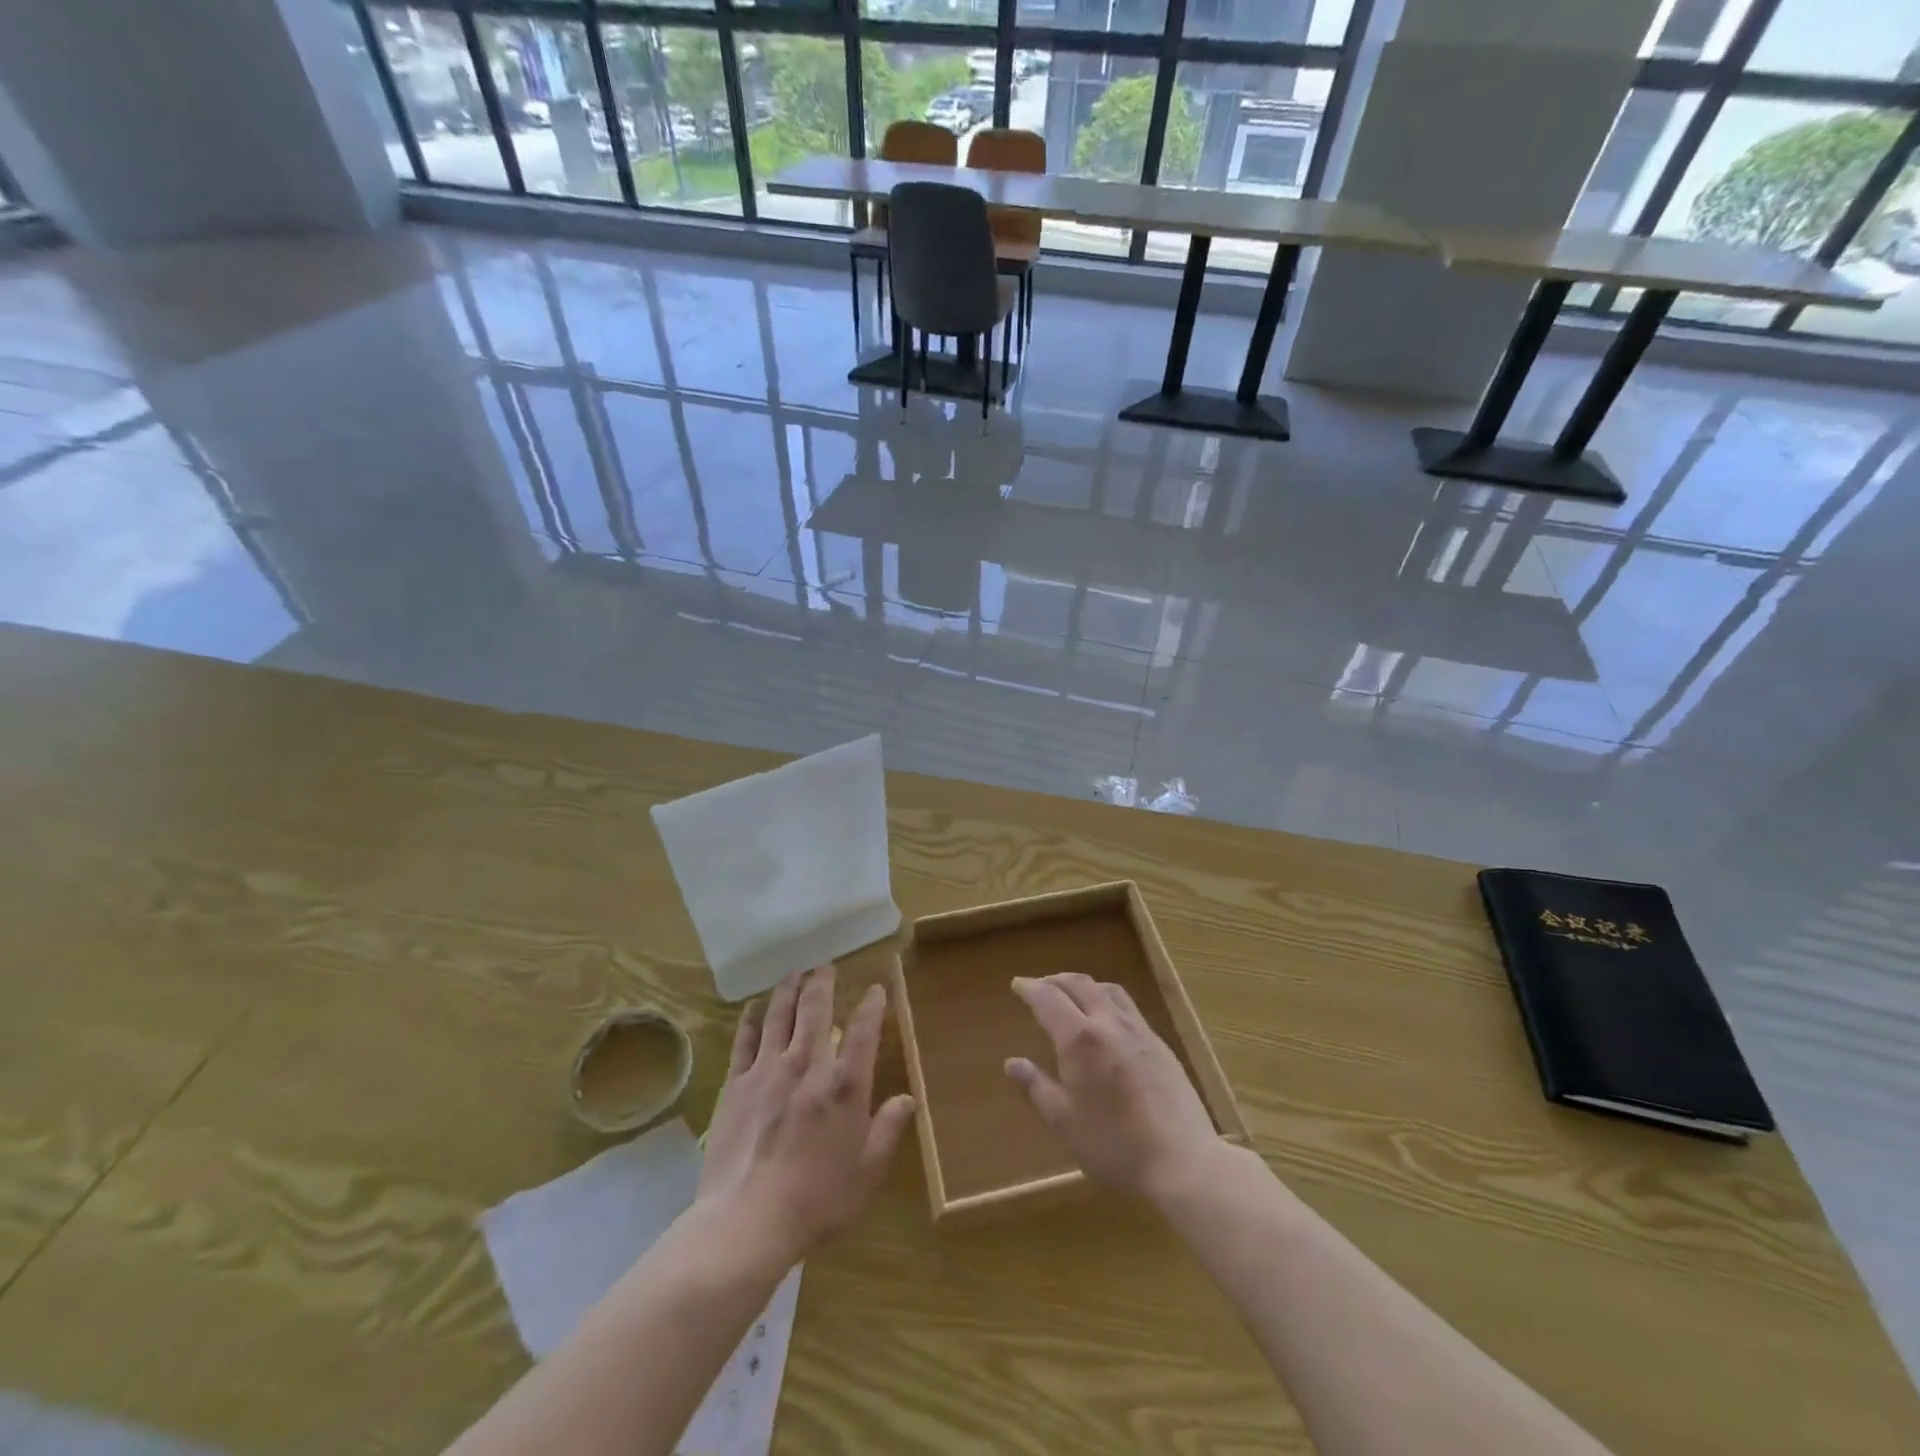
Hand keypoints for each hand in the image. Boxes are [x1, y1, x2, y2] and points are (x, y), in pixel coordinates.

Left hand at [696, 964, 916, 1267]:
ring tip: (794, 972)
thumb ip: (888, 1130)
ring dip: (788, 990)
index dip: (871, 1006)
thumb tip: (908, 1098)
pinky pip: (745, 1041)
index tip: (876, 988)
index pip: (862, 1031)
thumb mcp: (867, 1173)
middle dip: (823, 984)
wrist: (747, 1221)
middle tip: (825, 967)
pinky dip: (750, 1019)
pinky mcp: (737, 1085)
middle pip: (816, 1010)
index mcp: (845, 1086)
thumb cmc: (816, 1201)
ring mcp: (768, 1071)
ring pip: (779, 1016)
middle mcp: (808, 1066)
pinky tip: (753, 1007)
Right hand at [1004, 973, 1221, 1201]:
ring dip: (1084, 985)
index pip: (1049, 999)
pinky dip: (1108, 999)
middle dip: (1055, 980)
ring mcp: (1139, 1031)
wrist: (1182, 1160)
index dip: (1030, 988)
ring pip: (1108, 990)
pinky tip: (1109, 1020)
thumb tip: (1013, 1063)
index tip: (1017, 984)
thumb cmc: (1115, 1145)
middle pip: (1079, 985)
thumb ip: (1036, 1087)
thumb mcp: (1064, 1122)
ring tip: (1073, 994)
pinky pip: (1129, 1007)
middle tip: (1040, 985)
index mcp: (1080, 1039)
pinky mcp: (1160, 1045)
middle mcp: (1108, 1024)